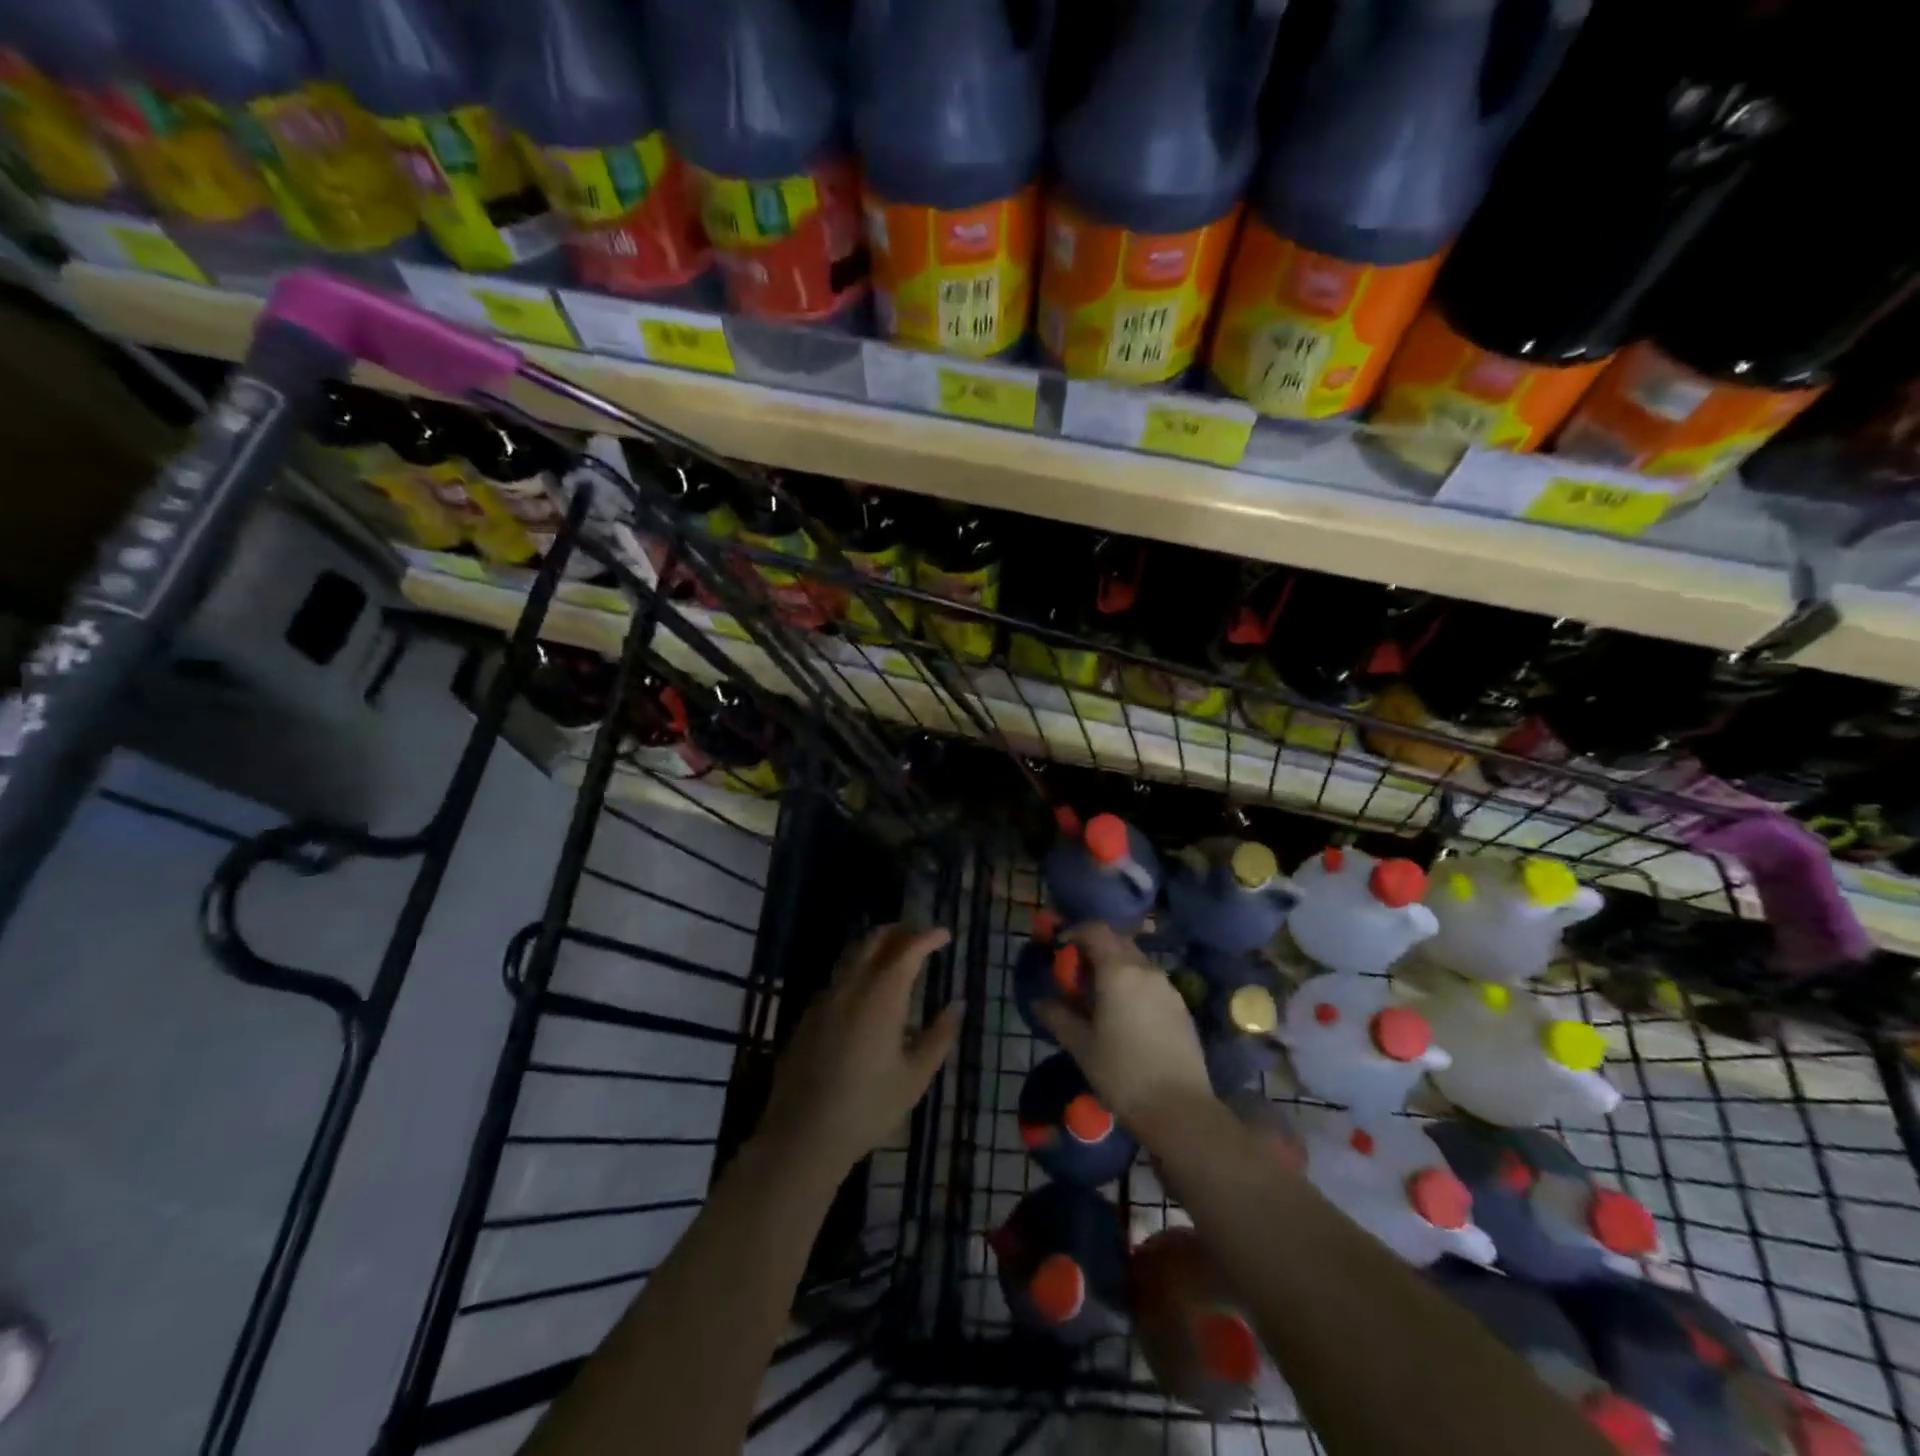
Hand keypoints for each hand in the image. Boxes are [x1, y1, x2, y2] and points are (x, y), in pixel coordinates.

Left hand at [757, 925, 960, 1177]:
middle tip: (919, 937)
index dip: (927, 937)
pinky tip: (866, 991)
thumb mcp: (915, 1077)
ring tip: (895, 956)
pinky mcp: (808, 1016)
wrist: (803, 1135)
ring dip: (875, 947)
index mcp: (881, 997)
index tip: (944, 935)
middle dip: (899, 932)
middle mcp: (851, 987)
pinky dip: (857, 969)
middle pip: (874, 941)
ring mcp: (825, 999)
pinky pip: (837, 978)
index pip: (907, 950)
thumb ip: (939, 1036)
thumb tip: (957, 1005)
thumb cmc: (868, 1108)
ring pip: (851, 955)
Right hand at [1035, 923, 1213, 1129]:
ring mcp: (1168, 988)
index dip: (1074, 932)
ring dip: (1114, 967)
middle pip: (1117, 942)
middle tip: (1075, 974)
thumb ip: (1058, 1017)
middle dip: (1094, 949)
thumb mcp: (1081, 1046)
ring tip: (1098, 997)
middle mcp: (1145, 970)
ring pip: (1136, 962)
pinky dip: (1133, 985)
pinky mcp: (1181, 1008)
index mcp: (1118, 971)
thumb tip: (1040, 1002)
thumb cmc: (1123, 1073)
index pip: (1096, 930)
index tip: (1059, 948)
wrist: (1180, 1110)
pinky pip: (1151, 982)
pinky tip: (1124, 1015)